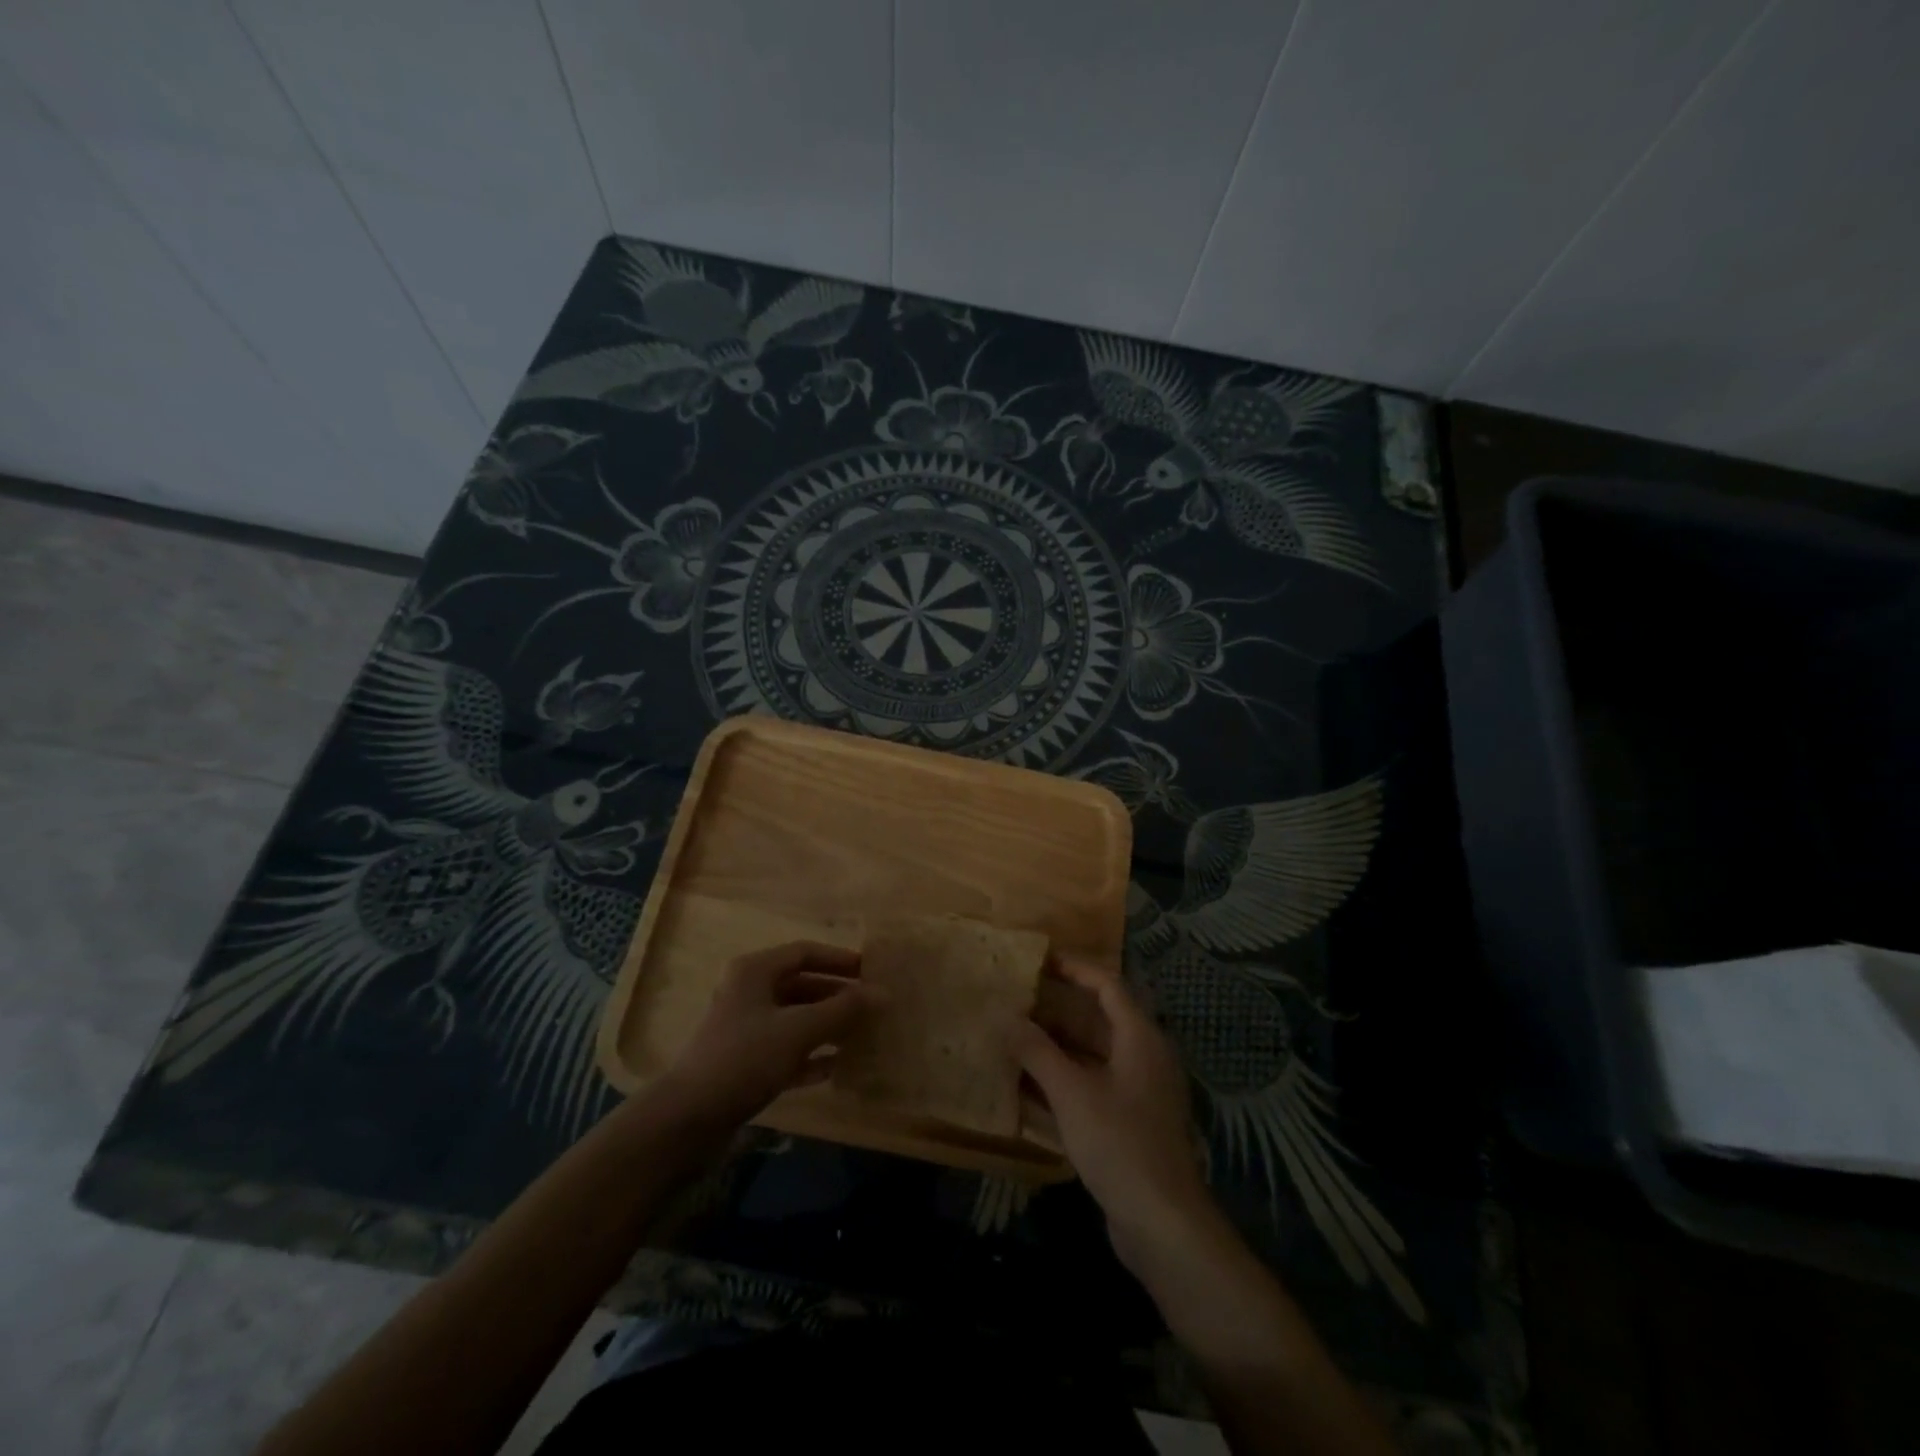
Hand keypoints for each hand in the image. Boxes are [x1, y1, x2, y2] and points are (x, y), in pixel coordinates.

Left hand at [657, 941, 878, 1128]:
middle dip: (837, 996)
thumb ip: (843, 1010)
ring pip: (795, 1019)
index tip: (871, 971)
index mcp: (755, 971)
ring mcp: (745, 1030)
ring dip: (827, 1026)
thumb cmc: (745, 1058)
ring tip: (862, 1035)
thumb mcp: (798, 1030)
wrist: (687, 1119)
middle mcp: (749, 993)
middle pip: (801, 985)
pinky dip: (810, 1055)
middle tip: (872, 1007)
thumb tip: (884, 993)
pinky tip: (837, 1067)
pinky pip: (786, 1050)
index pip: (805, 952)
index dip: (839, 959)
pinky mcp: (744, 1064)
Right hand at [1017, 956, 1213, 1266]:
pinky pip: (1090, 1086)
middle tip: (1017, 998)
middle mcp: (1142, 1057)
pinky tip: (1026, 1086)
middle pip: (1097, 1019)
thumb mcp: (1072, 1093)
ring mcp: (1136, 1092)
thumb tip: (1006, 1018)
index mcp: (1139, 1038)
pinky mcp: (1127, 1122)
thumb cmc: (1119, 1143)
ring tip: (1013, 1036)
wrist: (1163, 1223)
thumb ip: (1037, 1052)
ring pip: (1090, 1055)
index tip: (1040, 959)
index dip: (1075, 968)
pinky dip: (1061, 1079)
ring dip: (1054, 1046)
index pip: (1107, 985)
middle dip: (1057, 1009)